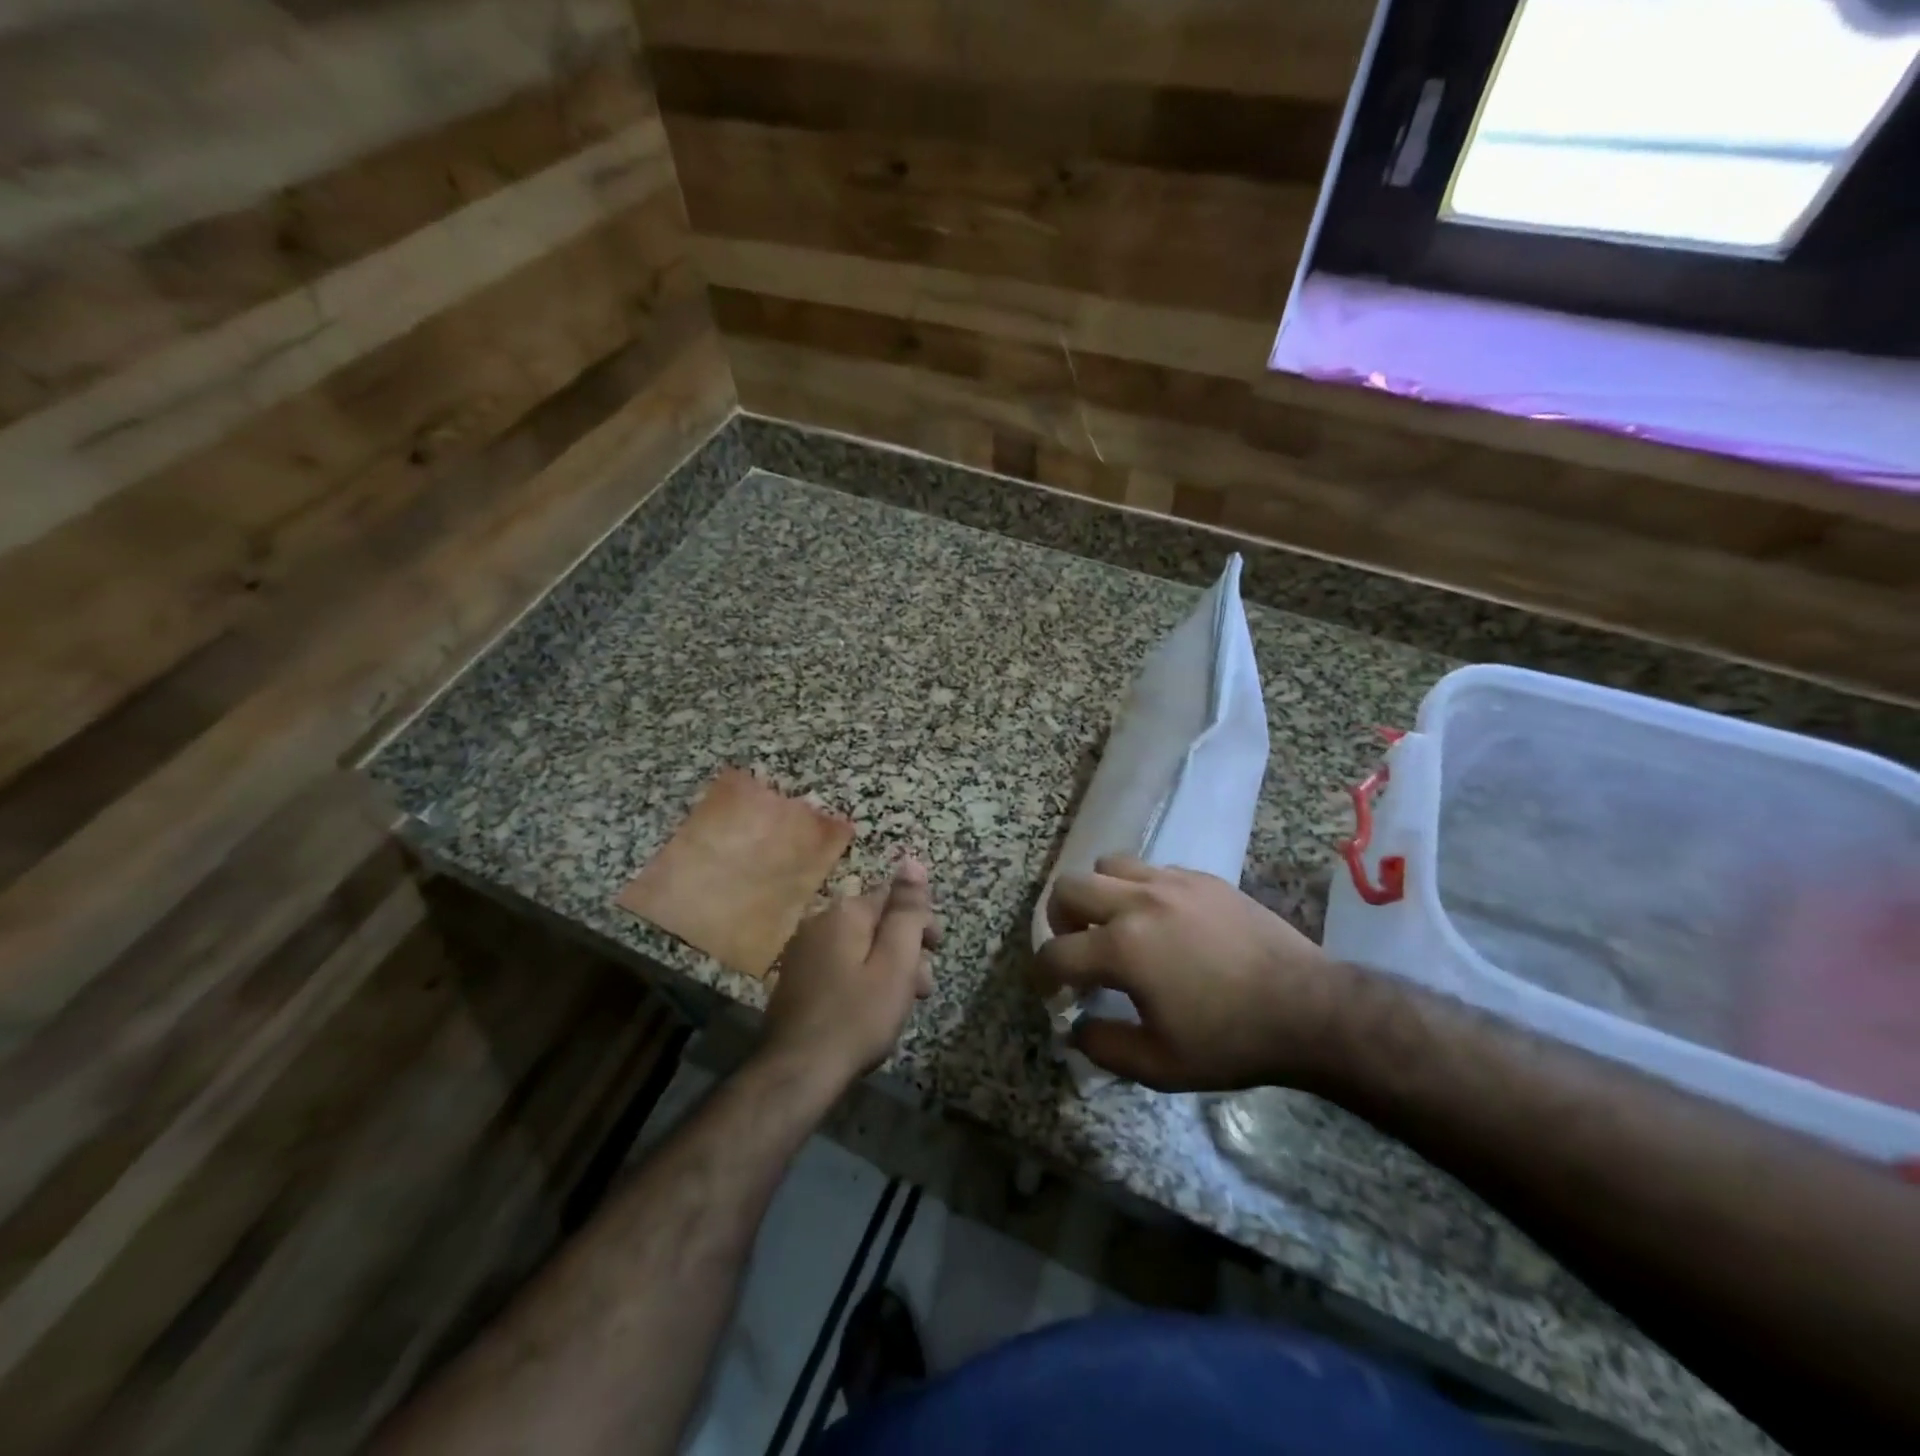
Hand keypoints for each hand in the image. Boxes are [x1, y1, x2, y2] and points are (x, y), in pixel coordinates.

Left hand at [763, 860, 940, 1085]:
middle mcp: (819, 921)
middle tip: (922, 988)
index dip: (920, 922)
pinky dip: (859, 980)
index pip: (893, 898)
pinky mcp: (795, 979)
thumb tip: (912, 861)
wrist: (797, 1071)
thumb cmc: (857, 1016)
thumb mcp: (895, 962)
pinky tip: (867, 1011)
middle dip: (904, 949)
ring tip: (899, 1006)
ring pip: (857, 948)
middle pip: (875, 923)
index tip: (936, 951)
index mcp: (844, 912)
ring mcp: (802, 951)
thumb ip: (906, 911)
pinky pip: (838, 967)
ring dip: (884, 968)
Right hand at [1033, 855, 1344, 1091]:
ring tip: (1117, 925)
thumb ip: (1104, 1046)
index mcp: (1122, 947)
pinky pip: (1151, 869)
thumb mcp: (1160, 1065)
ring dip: (1099, 895)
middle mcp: (1137, 902)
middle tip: (1077, 949)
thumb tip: (1075, 1028)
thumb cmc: (1230, 1040)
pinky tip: (1163, 922)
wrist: (1308, 1008)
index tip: (1050, 991)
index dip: (1042, 975)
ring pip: (1108, 865)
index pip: (1055, 953)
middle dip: (1060, 920)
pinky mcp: (1202, 878)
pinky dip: (1140, 890)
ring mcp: (1172, 883)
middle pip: (1069, 887)